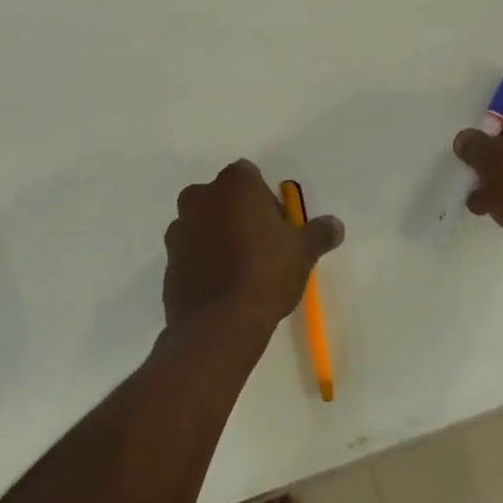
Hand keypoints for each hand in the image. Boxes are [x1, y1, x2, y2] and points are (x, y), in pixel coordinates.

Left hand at [162, 160, 344, 350]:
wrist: (218, 326)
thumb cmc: (265, 274)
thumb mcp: (303, 252)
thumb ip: (319, 233)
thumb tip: (335, 225)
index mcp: (234, 185)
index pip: (250, 176)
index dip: (265, 199)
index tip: (278, 226)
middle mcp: (200, 198)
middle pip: (224, 197)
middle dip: (239, 214)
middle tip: (262, 246)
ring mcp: (179, 229)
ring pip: (204, 223)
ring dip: (219, 236)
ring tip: (242, 270)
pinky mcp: (168, 260)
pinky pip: (191, 251)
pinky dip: (204, 260)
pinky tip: (223, 286)